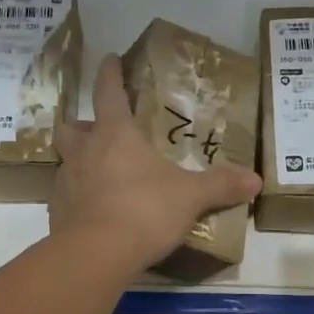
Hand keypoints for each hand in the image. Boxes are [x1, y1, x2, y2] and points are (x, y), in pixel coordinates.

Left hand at [51, 54, 262, 273]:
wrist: (94, 255)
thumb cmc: (143, 211)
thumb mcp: (190, 197)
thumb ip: (220, 186)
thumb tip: (256, 180)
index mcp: (115, 134)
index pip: (108, 92)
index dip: (110, 73)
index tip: (110, 59)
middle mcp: (84, 151)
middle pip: (71, 126)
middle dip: (82, 125)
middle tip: (100, 133)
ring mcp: (65, 181)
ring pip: (66, 161)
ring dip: (80, 162)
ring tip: (102, 176)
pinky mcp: (56, 212)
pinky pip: (66, 196)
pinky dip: (79, 198)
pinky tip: (97, 212)